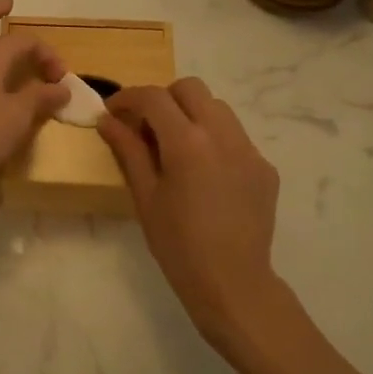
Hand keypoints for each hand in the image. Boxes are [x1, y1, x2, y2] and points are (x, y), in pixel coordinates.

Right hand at [99, 78, 282, 347]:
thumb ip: (128, 150)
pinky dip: (214, 140)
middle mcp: (222, 135)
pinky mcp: (265, 167)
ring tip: (177, 148)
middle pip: (190, 88)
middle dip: (164, 98)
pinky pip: (235, 136)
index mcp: (187, 142)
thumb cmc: (178, 244)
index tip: (113, 111)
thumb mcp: (145, 195)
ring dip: (191, 114)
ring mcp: (249, 149)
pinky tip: (204, 174)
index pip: (154, 97)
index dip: (128, 98)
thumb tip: (108, 119)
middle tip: (147, 127)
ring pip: (217, 108)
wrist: (233, 284)